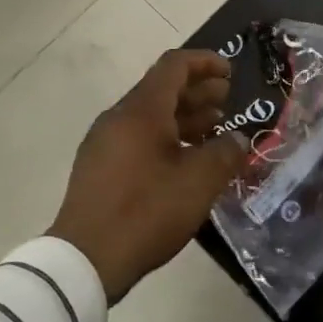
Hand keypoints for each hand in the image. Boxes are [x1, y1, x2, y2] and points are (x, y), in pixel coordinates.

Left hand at [49, 49, 245, 301]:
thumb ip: (224, 153)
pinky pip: (137, 137)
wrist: (85, 259)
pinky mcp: (99, 167)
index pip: (174, 65)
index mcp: (141, 110)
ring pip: (150, 116)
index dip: (204, 62)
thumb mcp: (198, 183)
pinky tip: (185, 161)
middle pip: (161, 89)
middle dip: (197, 91)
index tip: (230, 72)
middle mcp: (119, 117)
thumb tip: (237, 139)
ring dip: (183, 117)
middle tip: (228, 102)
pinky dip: (165, 138)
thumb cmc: (146, 211)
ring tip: (214, 130)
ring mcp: (104, 142)